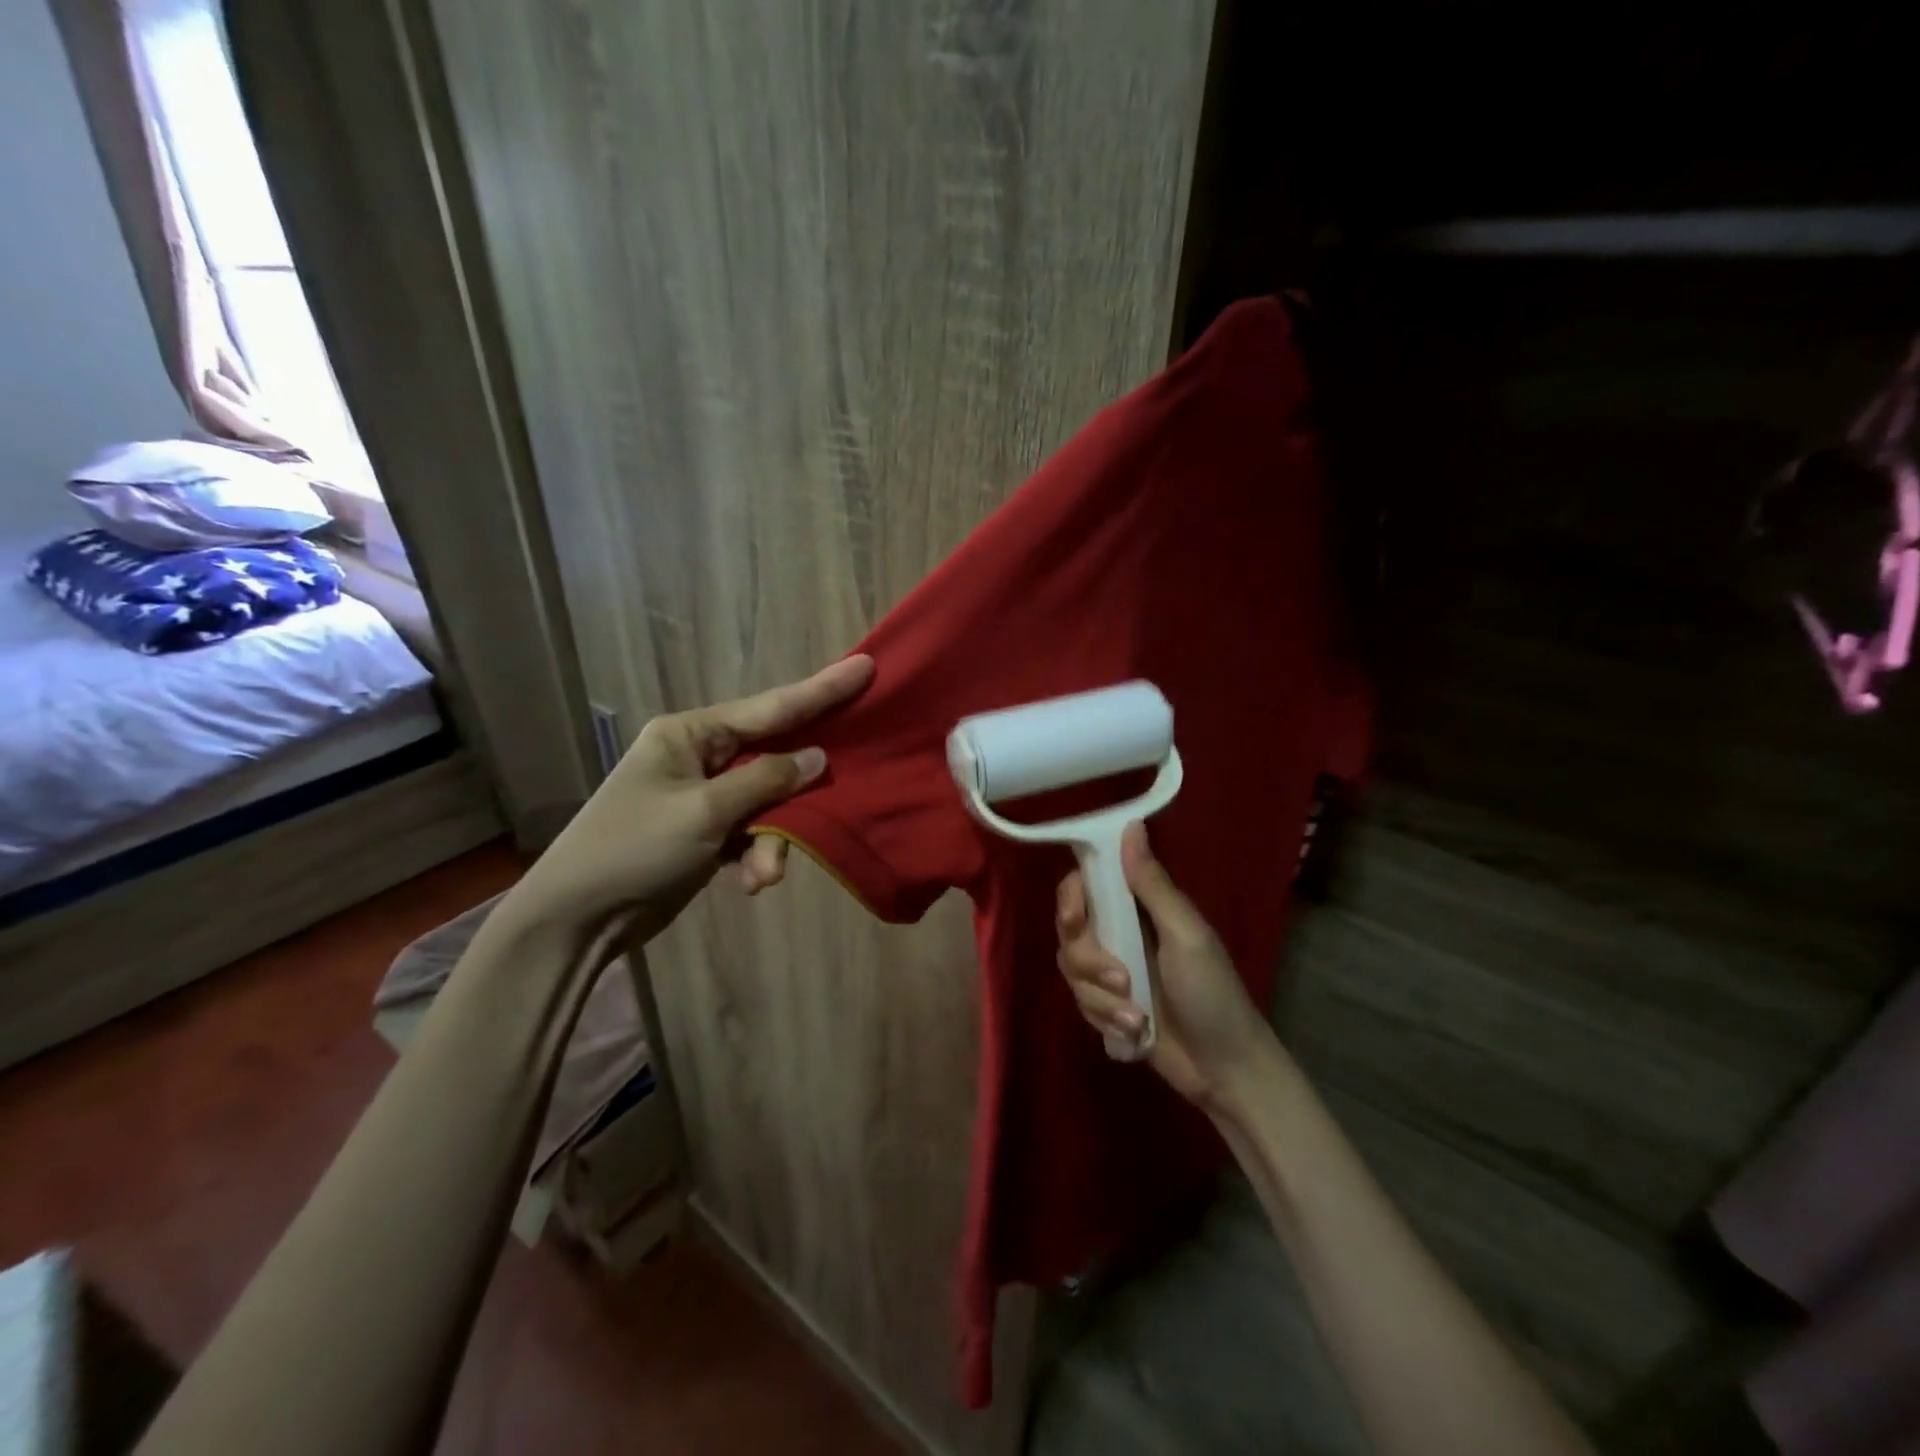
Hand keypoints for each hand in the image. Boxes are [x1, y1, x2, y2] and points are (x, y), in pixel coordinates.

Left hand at [515, 655, 873, 938]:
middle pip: (773, 758)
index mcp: (690, 733)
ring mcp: (703, 795)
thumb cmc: (634, 850)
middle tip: (838, 795)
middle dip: (796, 793)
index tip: (865, 667)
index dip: (821, 691)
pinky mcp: (706, 832)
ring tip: (763, 875)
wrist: (576, 919)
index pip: (770, 707)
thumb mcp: (704, 812)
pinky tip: (750, 883)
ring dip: (772, 840)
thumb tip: (817, 758)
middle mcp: (699, 756)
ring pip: (767, 803)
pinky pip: (751, 832)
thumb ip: (765, 781)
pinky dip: (755, 856)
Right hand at [1055, 823, 1283, 1113]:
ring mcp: (1111, 973)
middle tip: (1118, 978)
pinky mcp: (1107, 1008)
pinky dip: (1106, 1020)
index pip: (1086, 885)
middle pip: (1070, 930)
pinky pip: (1081, 1003)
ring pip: (1071, 970)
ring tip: (1136, 1017)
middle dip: (1087, 959)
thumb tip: (1132, 825)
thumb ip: (1152, 884)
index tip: (1076, 915)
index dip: (1072, 897)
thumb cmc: (1213, 994)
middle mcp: (1119, 934)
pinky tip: (1135, 1034)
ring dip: (1100, 998)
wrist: (1225, 1070)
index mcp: (1139, 908)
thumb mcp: (1185, 935)